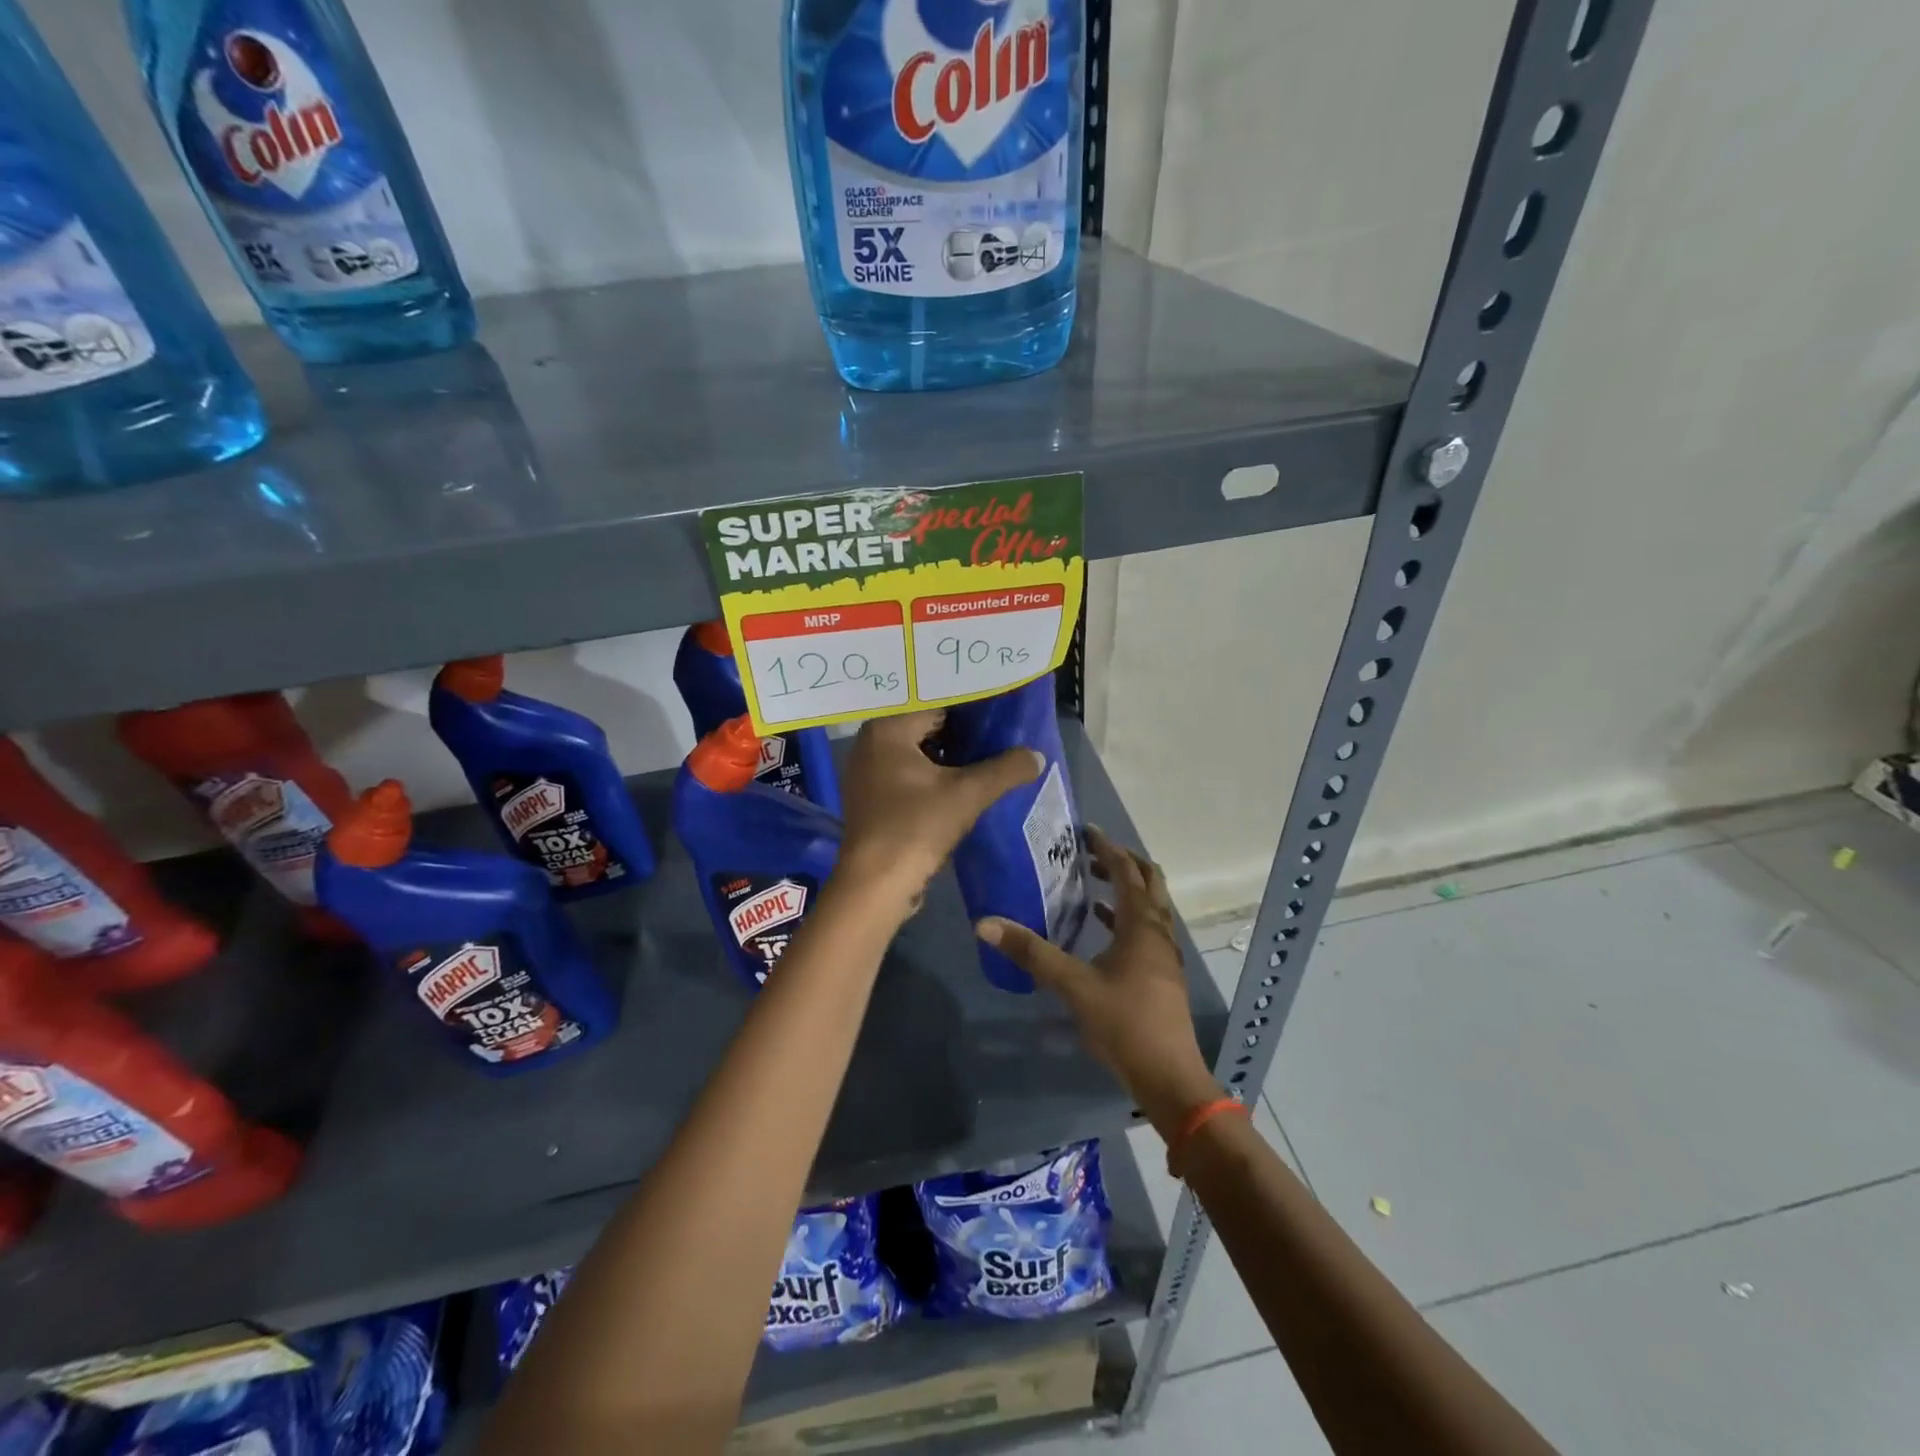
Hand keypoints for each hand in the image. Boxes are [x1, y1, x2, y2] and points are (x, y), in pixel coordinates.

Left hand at [833, 710, 1042, 914]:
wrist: (876, 884)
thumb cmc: (917, 827)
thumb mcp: (969, 794)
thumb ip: (1006, 769)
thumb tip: (1037, 755)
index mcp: (887, 728)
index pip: (937, 703)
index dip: (972, 709)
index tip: (1002, 711)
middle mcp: (870, 742)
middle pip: (926, 727)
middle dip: (962, 733)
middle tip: (1001, 733)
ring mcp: (867, 771)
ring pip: (918, 752)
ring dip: (950, 757)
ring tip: (989, 757)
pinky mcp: (871, 797)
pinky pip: (908, 773)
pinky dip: (933, 776)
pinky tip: (962, 784)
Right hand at [977, 827, 1220, 1135]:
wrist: (1169, 1078)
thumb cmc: (1124, 1024)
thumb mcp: (1074, 986)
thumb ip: (1032, 953)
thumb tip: (985, 922)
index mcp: (1142, 925)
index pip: (1127, 871)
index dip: (1107, 848)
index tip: (1084, 831)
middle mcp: (1158, 932)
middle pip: (1148, 881)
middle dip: (1122, 862)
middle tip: (1088, 853)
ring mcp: (1164, 954)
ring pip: (1149, 905)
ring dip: (1125, 888)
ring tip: (1090, 881)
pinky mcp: (1162, 974)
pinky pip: (1145, 929)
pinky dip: (1124, 916)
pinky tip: (1100, 928)